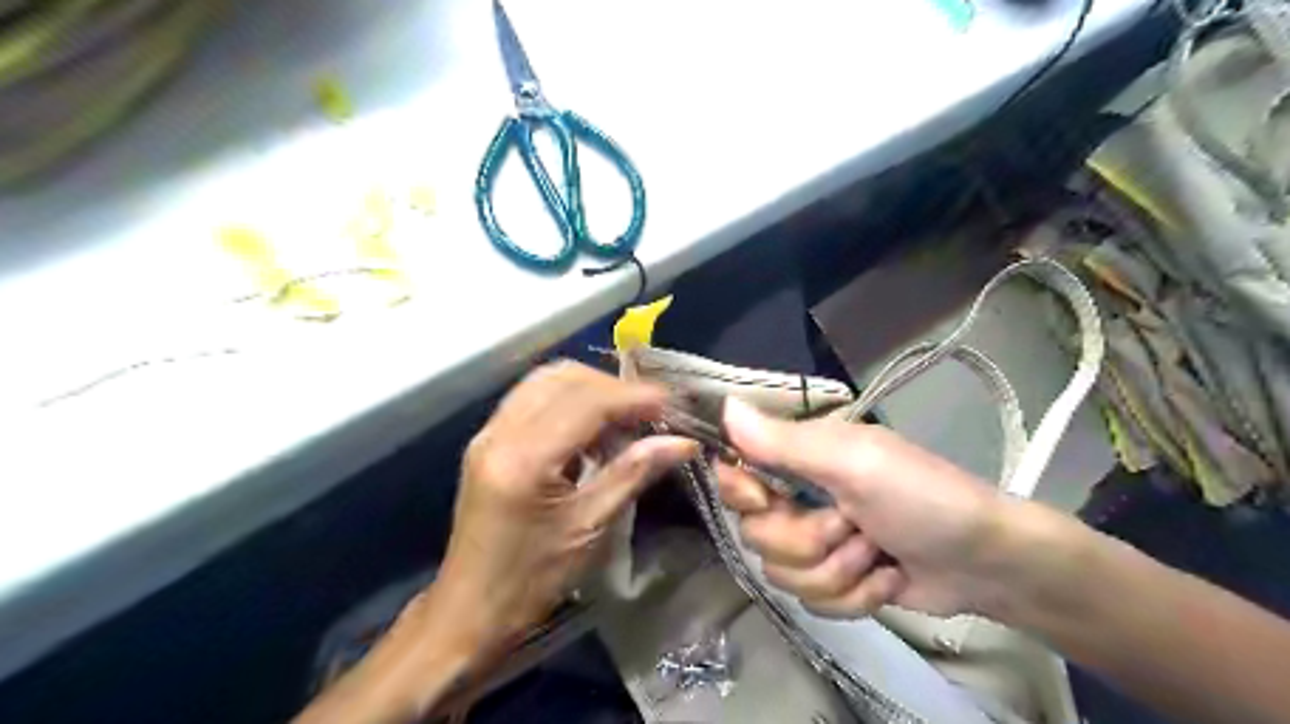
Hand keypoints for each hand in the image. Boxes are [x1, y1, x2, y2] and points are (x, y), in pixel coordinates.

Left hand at [433, 360, 696, 645]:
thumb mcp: (589, 527)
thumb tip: (682, 442)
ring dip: (591, 388)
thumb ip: (633, 473)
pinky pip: (533, 397)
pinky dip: (568, 399)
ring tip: (626, 414)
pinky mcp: (487, 439)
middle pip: (564, 379)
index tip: (672, 403)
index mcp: (525, 459)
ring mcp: (488, 432)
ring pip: (547, 381)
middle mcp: (500, 433)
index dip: (633, 396)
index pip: (586, 402)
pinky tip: (592, 425)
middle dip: (613, 387)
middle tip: (651, 411)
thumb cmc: (532, 580)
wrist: (470, 610)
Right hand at [720, 399, 1034, 619]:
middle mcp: (799, 497)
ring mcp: (816, 543)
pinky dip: (855, 596)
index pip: (734, 472)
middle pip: (755, 534)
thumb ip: (785, 442)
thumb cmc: (921, 497)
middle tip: (852, 525)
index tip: (765, 500)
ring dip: (838, 571)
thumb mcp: (853, 463)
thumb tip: (724, 407)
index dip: (741, 492)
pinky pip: (812, 602)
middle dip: (808, 540)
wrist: (986, 562)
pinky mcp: (834, 581)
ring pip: (782, 573)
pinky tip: (886, 577)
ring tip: (877, 553)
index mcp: (800, 457)